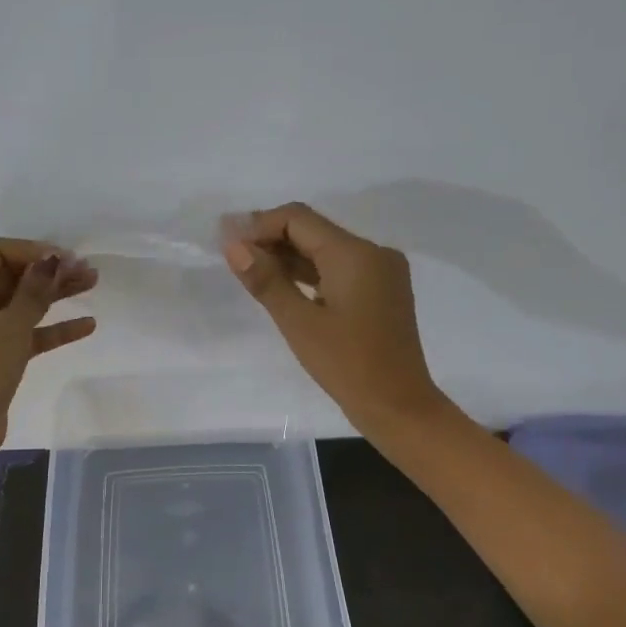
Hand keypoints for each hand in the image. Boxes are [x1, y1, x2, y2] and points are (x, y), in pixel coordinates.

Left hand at [0, 238, 97, 461]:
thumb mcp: (9, 327)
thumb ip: (34, 290)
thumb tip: (52, 258)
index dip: (32, 250)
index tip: (66, 259)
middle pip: (10, 275)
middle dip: (49, 271)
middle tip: (88, 271)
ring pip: (19, 303)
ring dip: (54, 295)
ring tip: (93, 285)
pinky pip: (22, 332)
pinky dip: (49, 328)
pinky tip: (86, 325)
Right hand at [222, 202, 447, 435]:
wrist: (399, 407)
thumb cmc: (347, 365)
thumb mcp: (299, 323)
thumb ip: (266, 280)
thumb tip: (233, 245)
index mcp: (355, 253)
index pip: (298, 219)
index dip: (259, 225)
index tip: (226, 241)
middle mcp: (373, 252)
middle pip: (313, 231)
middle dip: (272, 238)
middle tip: (232, 254)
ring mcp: (382, 271)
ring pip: (326, 250)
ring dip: (289, 256)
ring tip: (249, 269)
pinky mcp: (382, 291)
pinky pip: (340, 269)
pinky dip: (310, 273)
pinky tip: (282, 285)